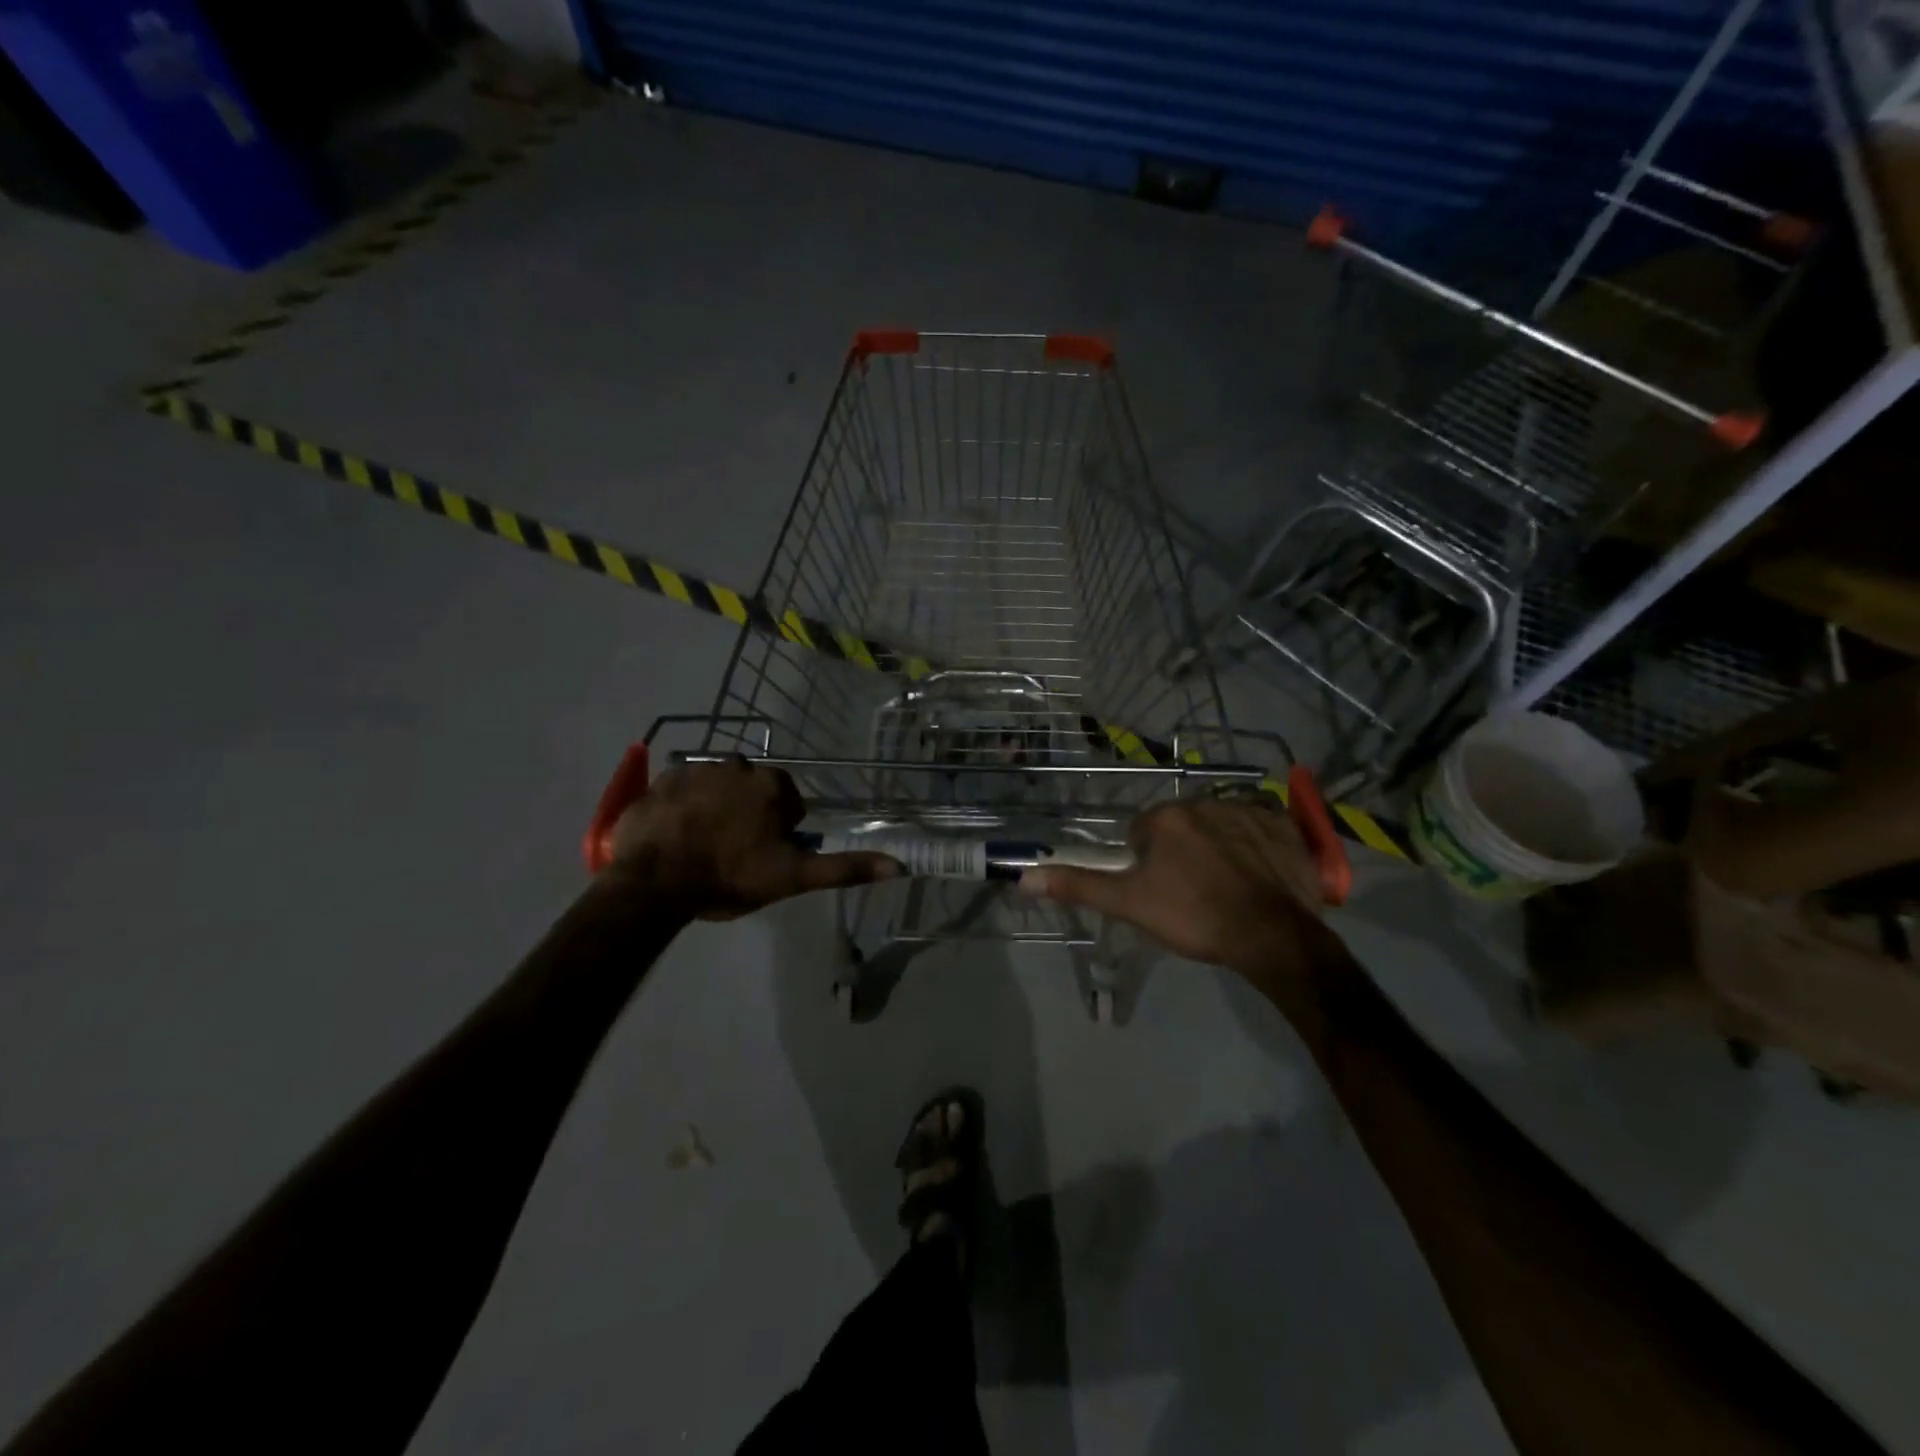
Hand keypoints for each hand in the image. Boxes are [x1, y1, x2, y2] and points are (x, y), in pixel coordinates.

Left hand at [604, 758, 897, 918]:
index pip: (787, 803)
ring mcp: (697, 767)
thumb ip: (844, 867)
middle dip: (747, 814)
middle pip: (752, 790)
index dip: (778, 832)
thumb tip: (900, 865)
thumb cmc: (729, 878)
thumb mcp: (793, 877)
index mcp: (772, 784)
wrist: (653, 883)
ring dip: (716, 807)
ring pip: (719, 786)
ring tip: (701, 844)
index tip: (760, 856)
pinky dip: (684, 804)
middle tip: (731, 853)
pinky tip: (676, 832)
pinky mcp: (662, 777)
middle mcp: (738, 764)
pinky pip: (683, 787)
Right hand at [1020, 797, 1343, 985]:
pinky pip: (1260, 829)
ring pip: (1219, 827)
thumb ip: (1079, 886)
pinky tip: (1260, 878)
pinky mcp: (1283, 825)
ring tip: (1229, 889)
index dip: (1147, 865)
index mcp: (1166, 817)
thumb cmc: (1194, 916)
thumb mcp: (1130, 904)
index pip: (1143, 833)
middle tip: (1193, 893)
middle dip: (1182, 853)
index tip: (1162, 892)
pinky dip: (1256, 848)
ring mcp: (1249, 810)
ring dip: (1218, 849)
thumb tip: (1025, 876)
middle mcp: (1205, 801)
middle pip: (1182, 827)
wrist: (1271, 936)